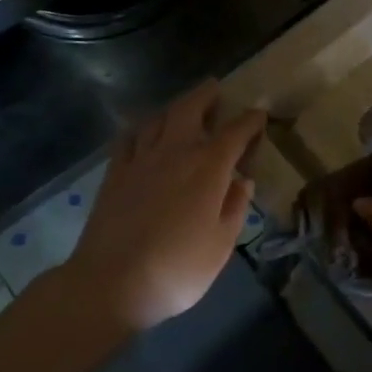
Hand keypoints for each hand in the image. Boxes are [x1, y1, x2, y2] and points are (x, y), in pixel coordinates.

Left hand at [65, 81, 265, 331]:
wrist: (112, 283)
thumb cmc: (177, 268)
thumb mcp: (222, 244)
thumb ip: (235, 207)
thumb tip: (241, 180)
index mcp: (208, 167)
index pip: (235, 132)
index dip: (250, 120)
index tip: (259, 115)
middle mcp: (175, 152)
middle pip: (190, 109)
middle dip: (206, 95)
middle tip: (216, 89)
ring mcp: (140, 160)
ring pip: (159, 118)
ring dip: (175, 107)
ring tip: (184, 107)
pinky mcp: (114, 173)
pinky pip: (129, 138)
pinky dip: (141, 128)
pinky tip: (144, 132)